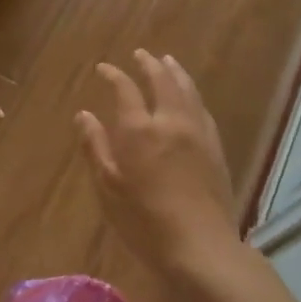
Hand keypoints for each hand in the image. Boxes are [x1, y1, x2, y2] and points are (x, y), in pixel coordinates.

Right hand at [77, 51, 238, 283]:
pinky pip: (202, 109)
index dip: (113, 75)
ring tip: (168, 61)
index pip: (125, 89)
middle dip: (149, 64)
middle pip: (162, 81)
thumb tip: (84, 115)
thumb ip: (95, 146)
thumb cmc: (143, 221)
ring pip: (188, 91)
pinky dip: (192, 94)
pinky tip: (190, 98)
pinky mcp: (216, 148)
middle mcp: (171, 121)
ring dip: (175, 72)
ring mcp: (198, 133)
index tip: (103, 68)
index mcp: (139, 129)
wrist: (200, 247)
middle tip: (140, 54)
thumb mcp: (107, 187)